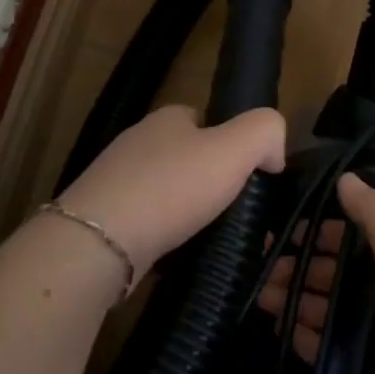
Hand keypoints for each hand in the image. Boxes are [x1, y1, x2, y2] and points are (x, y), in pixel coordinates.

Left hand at [57, 105, 286, 279]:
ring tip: (210, 237)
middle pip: (185, 157)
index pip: (204, 120)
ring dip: (186, 211)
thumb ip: (265, 133)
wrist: (101, 241)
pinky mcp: (104, 219)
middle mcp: (137, 143)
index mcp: (166, 119)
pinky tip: (177, 254)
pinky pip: (145, 222)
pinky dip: (163, 236)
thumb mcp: (235, 148)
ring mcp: (115, 181)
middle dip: (208, 181)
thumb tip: (273, 152)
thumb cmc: (172, 187)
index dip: (230, 142)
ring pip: (165, 192)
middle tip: (234, 210)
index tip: (248, 174)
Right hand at [260, 173, 374, 373]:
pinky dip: (307, 337)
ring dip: (298, 300)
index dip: (324, 231)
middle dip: (302, 266)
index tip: (283, 228)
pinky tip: (280, 330)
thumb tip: (346, 177)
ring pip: (332, 311)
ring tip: (258, 296)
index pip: (362, 238)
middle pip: (342, 274)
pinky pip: (331, 349)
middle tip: (257, 265)